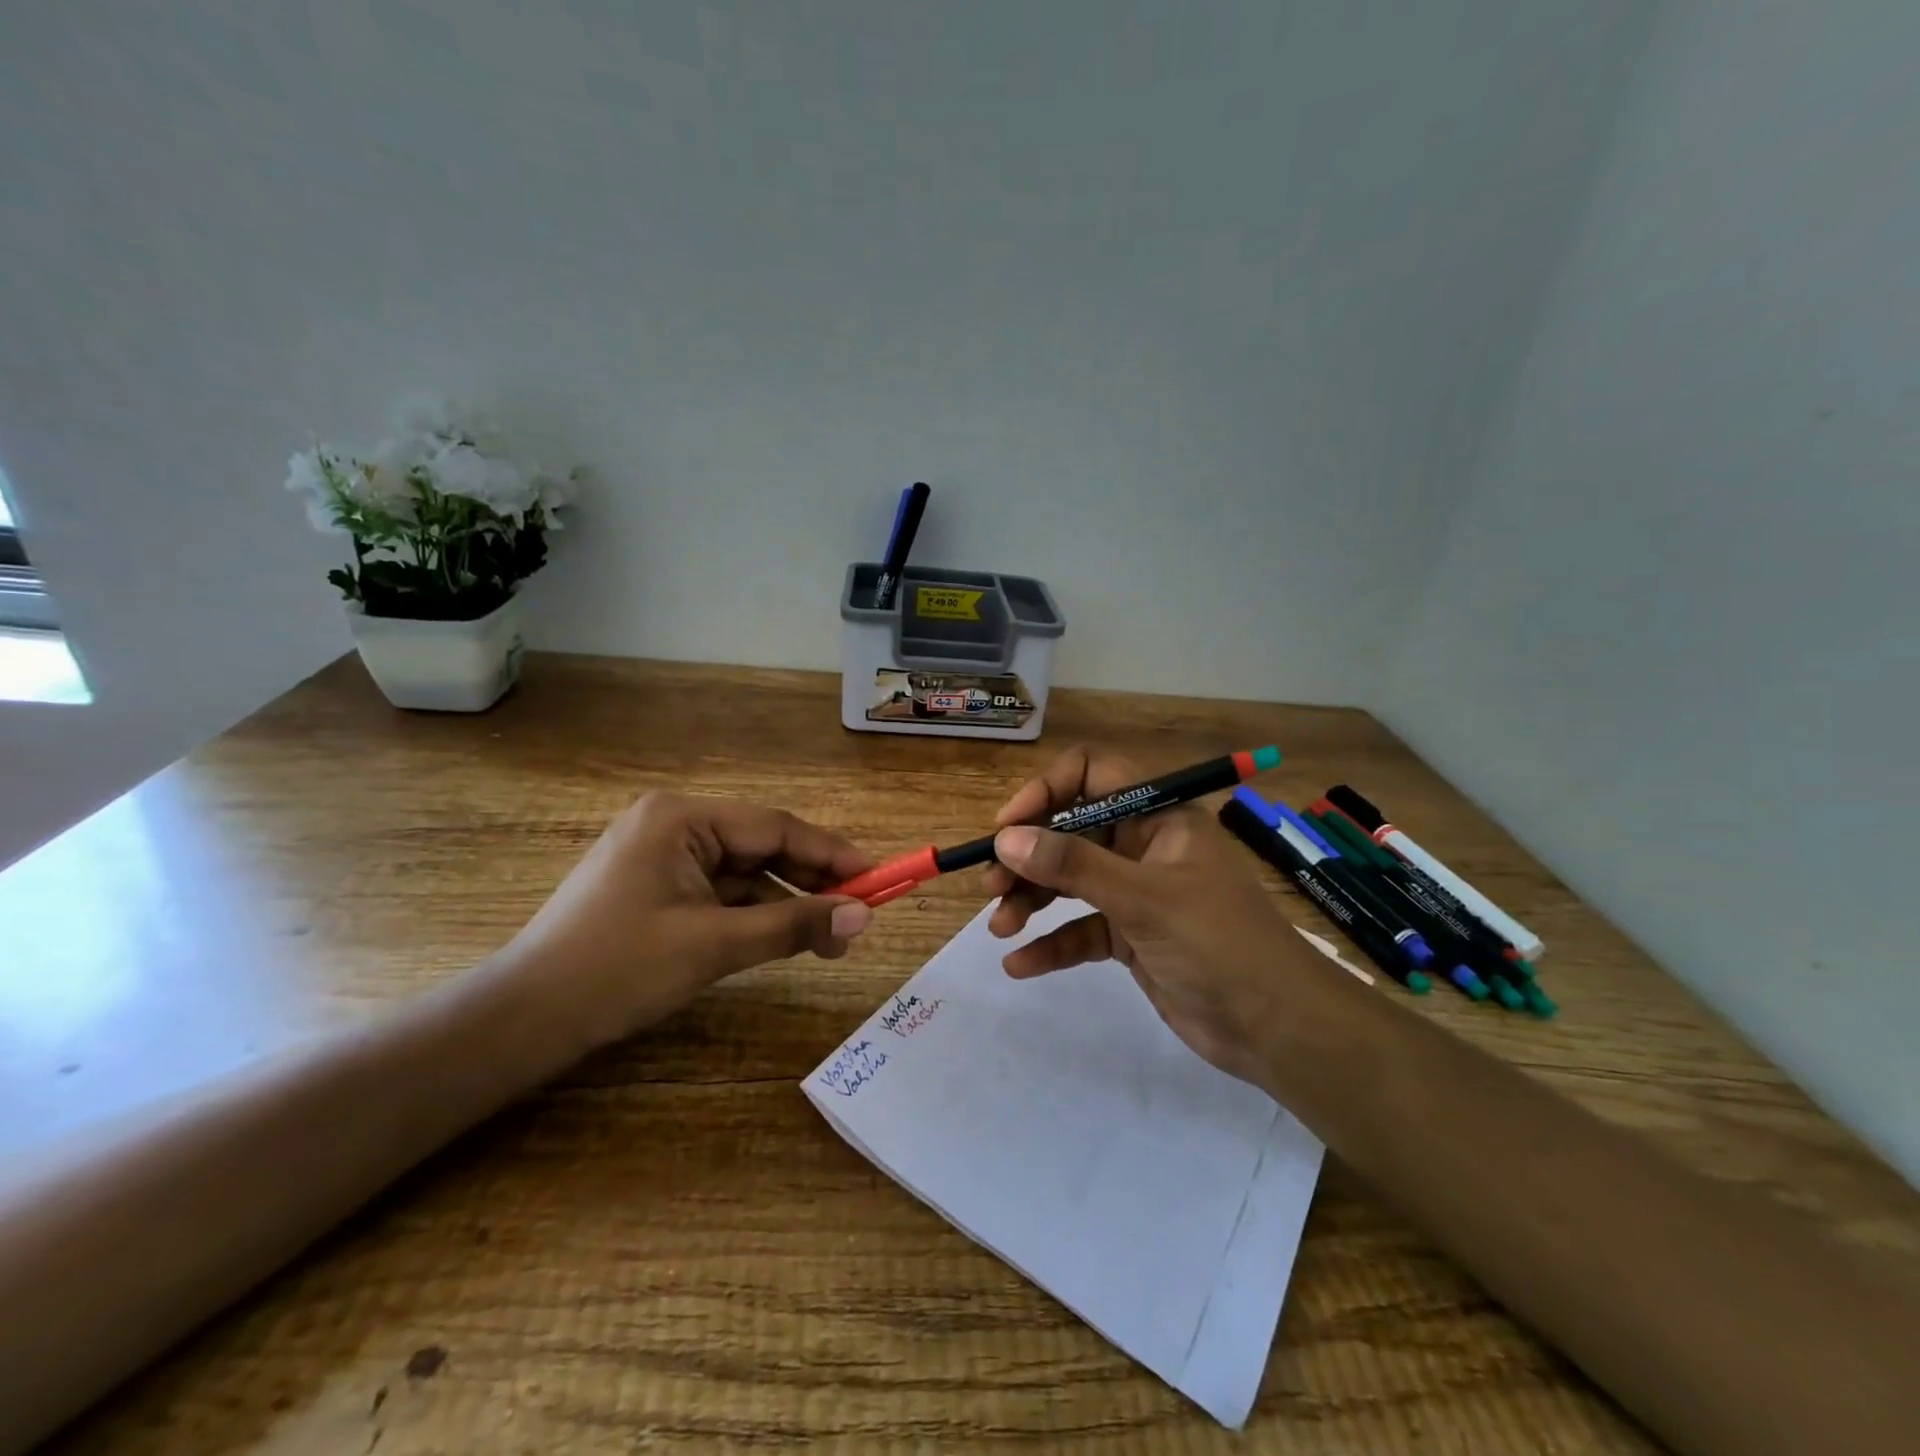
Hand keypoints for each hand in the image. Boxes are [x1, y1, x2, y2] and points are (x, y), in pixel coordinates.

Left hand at [501, 791, 874, 1048]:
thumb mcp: (714, 945)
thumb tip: (863, 917)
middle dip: (811, 882)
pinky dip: (754, 914)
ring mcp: (662, 856)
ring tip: (828, 940)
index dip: (832, 855)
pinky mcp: (656, 887)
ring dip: (786, 903)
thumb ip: (794, 925)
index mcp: (681, 818)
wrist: (523, 1021)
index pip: (776, 827)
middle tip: (856, 918)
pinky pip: (721, 892)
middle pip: (762, 847)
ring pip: (745, 873)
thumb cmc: (617, 970)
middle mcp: (673, 824)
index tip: (878, 879)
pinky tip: (782, 938)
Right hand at [981, 747, 1314, 1088]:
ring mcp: (1136, 893)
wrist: (1277, 1029)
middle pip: (1070, 832)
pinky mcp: (1131, 936)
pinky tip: (1019, 964)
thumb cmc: (1219, 944)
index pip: (1092, 775)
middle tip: (992, 885)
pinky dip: (1051, 944)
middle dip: (1028, 856)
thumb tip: (1007, 838)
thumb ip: (1073, 866)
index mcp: (1157, 816)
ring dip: (1031, 899)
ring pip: (1069, 881)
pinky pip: (1080, 930)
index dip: (1046, 791)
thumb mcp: (1143, 899)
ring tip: (999, 926)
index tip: (1008, 827)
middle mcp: (1143, 846)